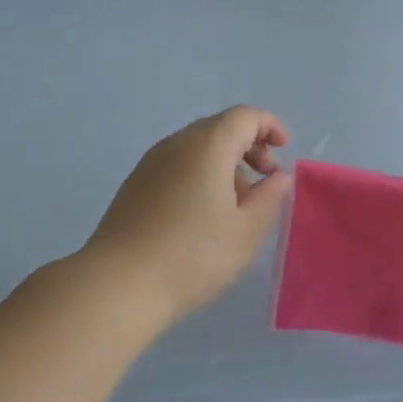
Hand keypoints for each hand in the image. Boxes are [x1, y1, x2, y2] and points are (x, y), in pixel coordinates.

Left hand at [85, 106, 293, 325]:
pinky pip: (177, 164)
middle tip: (265, 178)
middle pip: (219, 127)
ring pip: (197, 147)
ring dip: (225, 162)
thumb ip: (270, 198)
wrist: (118, 285)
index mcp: (207, 147)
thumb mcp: (247, 232)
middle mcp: (176, 144)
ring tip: (237, 203)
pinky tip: (204, 213)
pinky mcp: (135, 185)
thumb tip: (278, 177)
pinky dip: (200, 173)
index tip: (284, 152)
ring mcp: (151, 163)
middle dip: (249, 145)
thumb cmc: (193, 257)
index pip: (244, 117)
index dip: (269, 126)